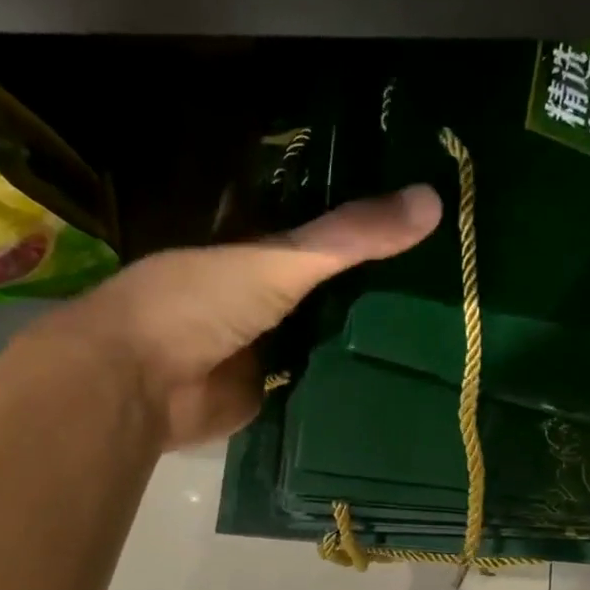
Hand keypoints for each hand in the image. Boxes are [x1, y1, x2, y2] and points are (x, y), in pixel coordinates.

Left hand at [38, 186, 441, 447]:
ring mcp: (268, 341)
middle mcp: (262, 289)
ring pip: (330, 328)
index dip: (364, 215)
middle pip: (330, 278)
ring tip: (442, 317)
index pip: (319, 220)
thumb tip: (435, 200)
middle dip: (378, 276)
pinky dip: (354, 374)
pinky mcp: (273, 389)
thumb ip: (349, 236)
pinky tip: (405, 369)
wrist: (142, 387)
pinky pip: (323, 376)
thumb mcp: (278, 259)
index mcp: (253, 244)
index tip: (421, 208)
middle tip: (448, 268)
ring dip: (369, 326)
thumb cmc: (196, 303)